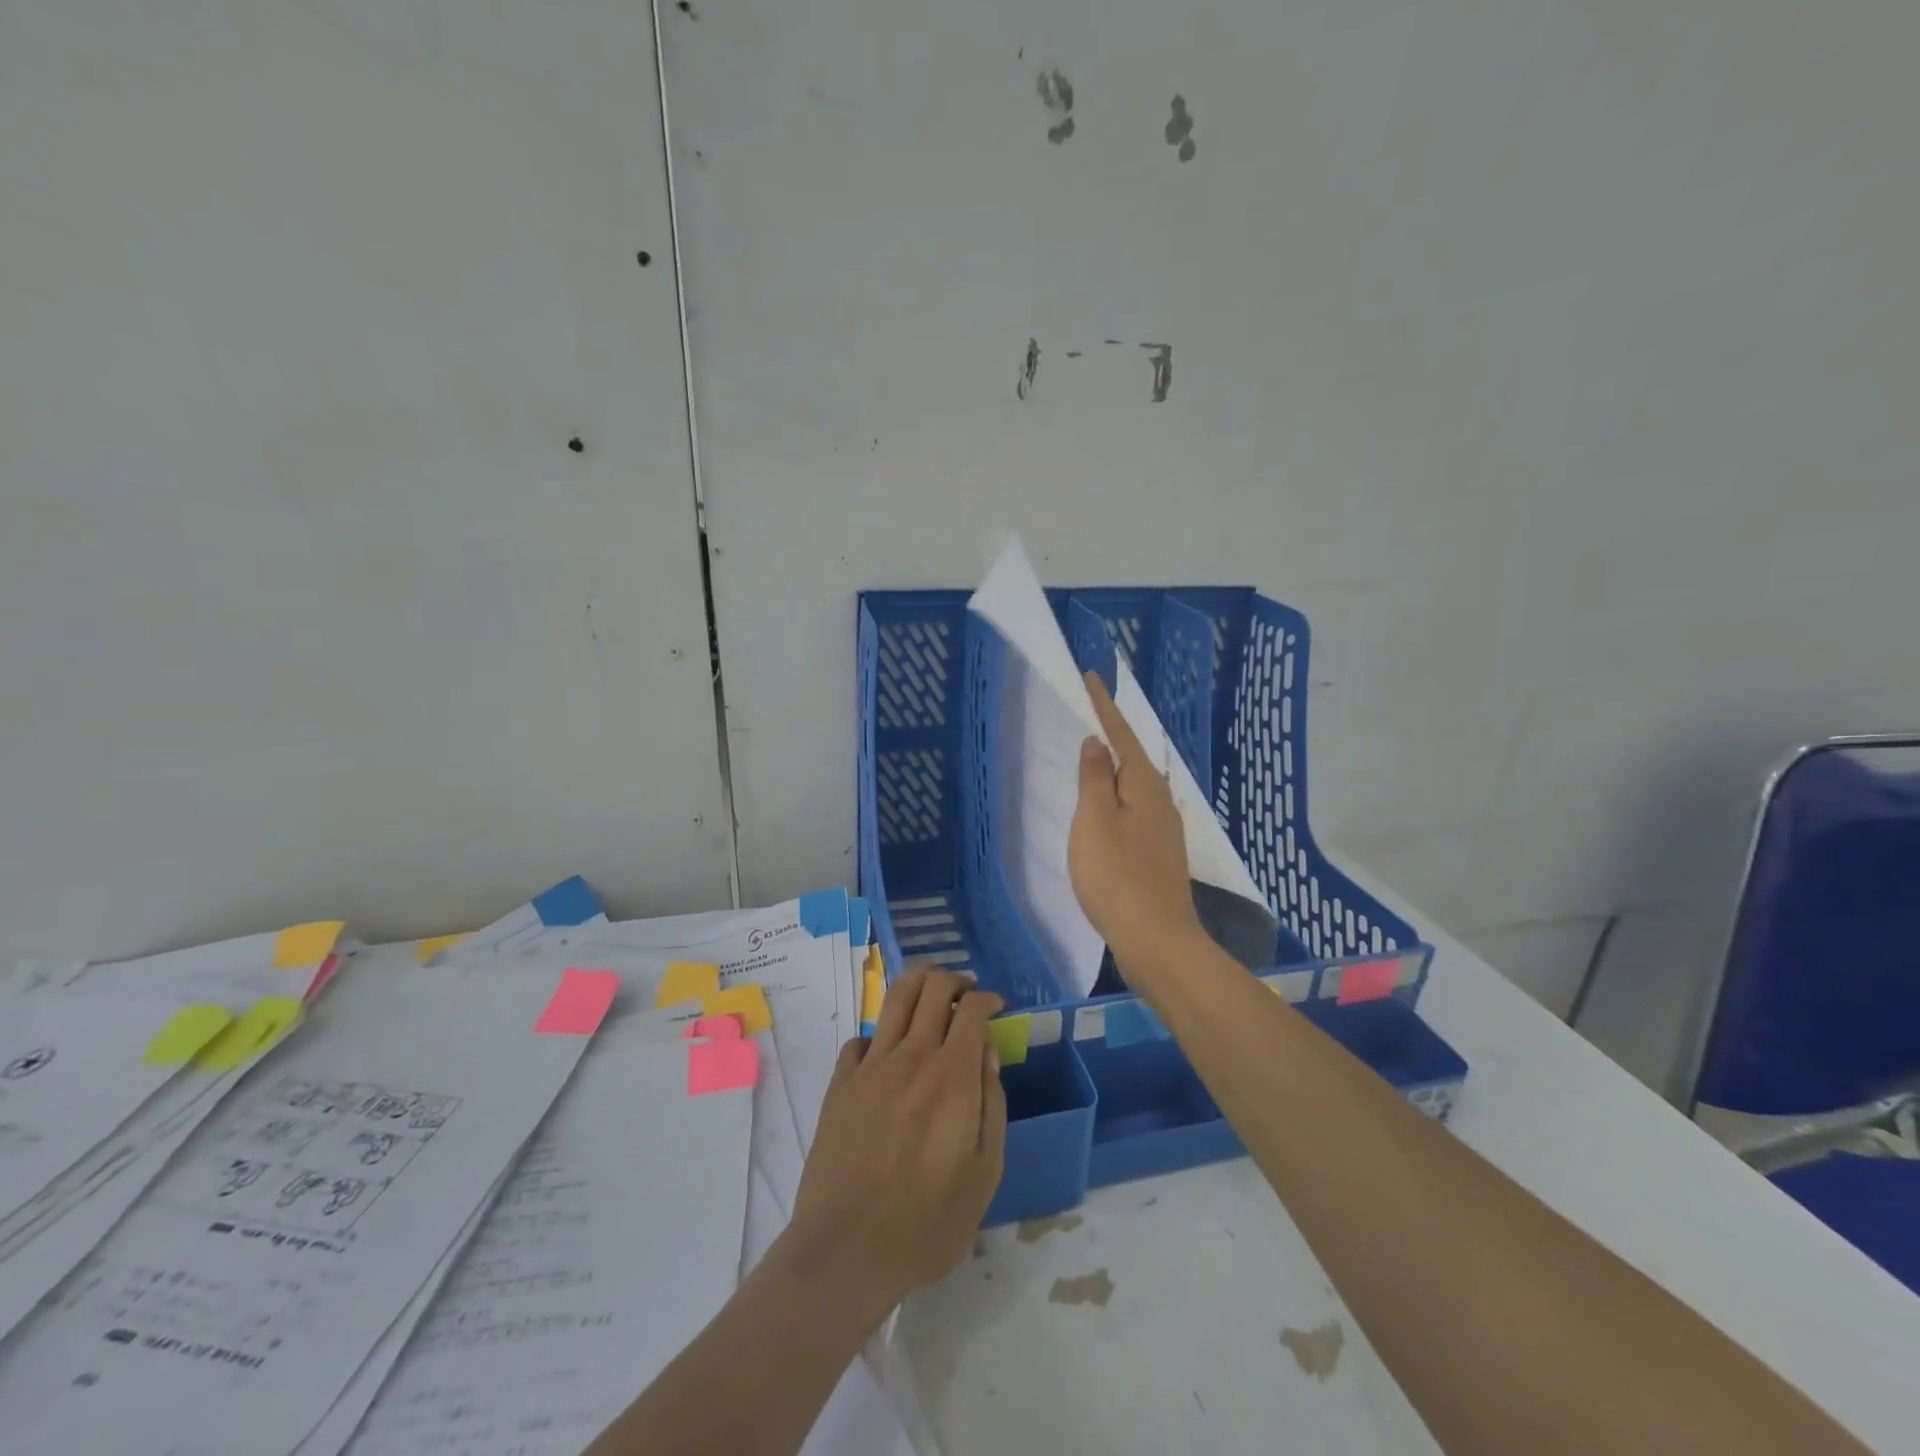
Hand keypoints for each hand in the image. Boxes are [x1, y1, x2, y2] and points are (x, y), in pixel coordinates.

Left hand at [786, 966, 1007, 1315]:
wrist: (846, 1250)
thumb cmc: (926, 1222)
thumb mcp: (984, 1173)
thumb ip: (991, 1104)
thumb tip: (988, 1053)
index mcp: (951, 1076)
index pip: (971, 1009)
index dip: (987, 998)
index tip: (995, 1006)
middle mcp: (911, 1056)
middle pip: (931, 987)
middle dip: (954, 979)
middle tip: (965, 991)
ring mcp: (870, 1066)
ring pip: (894, 998)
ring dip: (917, 981)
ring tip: (930, 987)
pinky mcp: (840, 1084)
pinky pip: (861, 1039)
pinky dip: (879, 1034)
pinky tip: (886, 1051)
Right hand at [1069, 670, 1205, 974]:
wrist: (1157, 940)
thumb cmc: (1117, 876)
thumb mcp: (1095, 822)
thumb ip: (1094, 779)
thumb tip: (1098, 743)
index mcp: (1144, 785)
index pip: (1121, 734)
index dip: (1104, 706)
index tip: (1092, 677)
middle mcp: (1161, 800)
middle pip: (1133, 757)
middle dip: (1113, 734)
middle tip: (1090, 711)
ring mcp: (1164, 828)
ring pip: (1136, 785)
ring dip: (1115, 767)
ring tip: (1095, 754)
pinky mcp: (1159, 853)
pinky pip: (1135, 809)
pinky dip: (1118, 796)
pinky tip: (1110, 806)